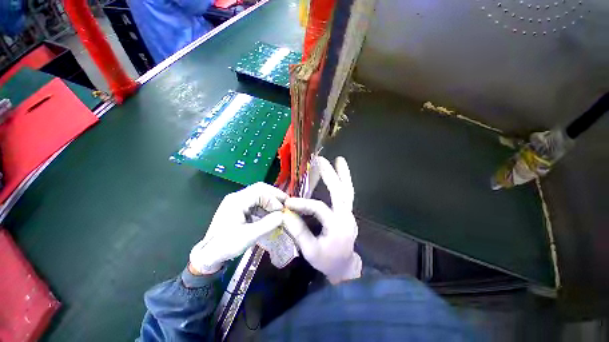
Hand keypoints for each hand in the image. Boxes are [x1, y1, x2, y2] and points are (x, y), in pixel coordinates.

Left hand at [189, 182, 286, 273]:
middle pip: (260, 189)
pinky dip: (265, 207)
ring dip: (270, 201)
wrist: (208, 255)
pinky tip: (270, 215)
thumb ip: (267, 224)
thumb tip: (282, 215)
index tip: (282, 210)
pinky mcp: (239, 207)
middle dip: (274, 195)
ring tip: (280, 210)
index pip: (260, 191)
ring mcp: (237, 201)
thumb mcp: (248, 236)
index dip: (273, 198)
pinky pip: (255, 202)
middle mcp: (237, 197)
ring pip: (258, 195)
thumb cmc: (226, 246)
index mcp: (237, 201)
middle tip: (286, 203)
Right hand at [283, 156, 360, 283]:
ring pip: (348, 191)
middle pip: (340, 193)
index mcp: (337, 228)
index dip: (303, 203)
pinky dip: (344, 182)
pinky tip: (341, 173)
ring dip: (343, 175)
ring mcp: (350, 214)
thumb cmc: (326, 261)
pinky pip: (347, 194)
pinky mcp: (348, 213)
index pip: (319, 209)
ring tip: (340, 160)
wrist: (344, 267)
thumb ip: (299, 232)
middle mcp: (346, 217)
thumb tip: (286, 214)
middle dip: (330, 175)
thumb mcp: (310, 251)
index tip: (288, 202)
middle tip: (321, 160)